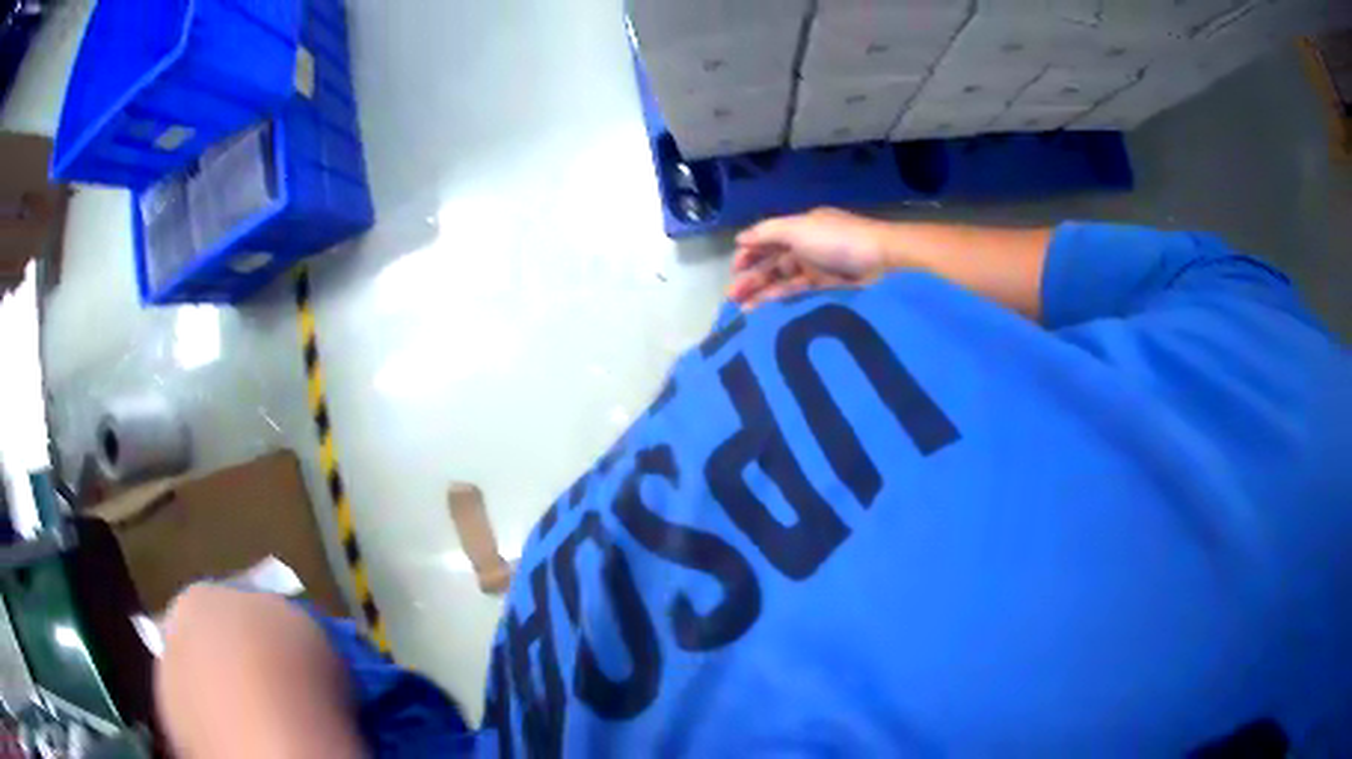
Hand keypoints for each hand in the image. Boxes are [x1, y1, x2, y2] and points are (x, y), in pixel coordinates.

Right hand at [727, 208, 895, 309]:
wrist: (882, 259)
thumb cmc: (838, 239)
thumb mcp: (799, 228)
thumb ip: (767, 232)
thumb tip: (740, 238)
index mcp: (800, 226)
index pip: (768, 238)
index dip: (749, 252)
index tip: (733, 269)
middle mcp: (807, 244)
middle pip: (773, 261)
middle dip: (751, 276)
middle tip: (731, 295)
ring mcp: (818, 266)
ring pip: (783, 278)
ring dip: (761, 290)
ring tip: (741, 307)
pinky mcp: (828, 286)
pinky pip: (798, 291)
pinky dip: (781, 297)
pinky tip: (764, 308)